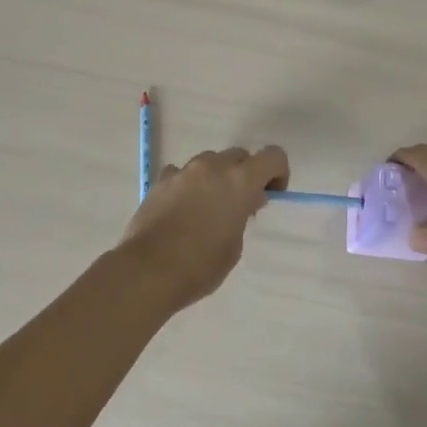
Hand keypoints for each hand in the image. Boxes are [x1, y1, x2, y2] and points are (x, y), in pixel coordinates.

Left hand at [117, 146, 289, 309]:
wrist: (148, 270)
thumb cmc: (200, 265)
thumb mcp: (234, 245)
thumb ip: (242, 215)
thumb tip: (242, 203)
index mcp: (239, 181)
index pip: (272, 156)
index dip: (278, 172)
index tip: (271, 194)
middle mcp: (212, 167)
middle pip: (239, 155)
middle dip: (245, 174)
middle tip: (240, 204)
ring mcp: (183, 171)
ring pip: (209, 161)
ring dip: (216, 177)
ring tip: (207, 207)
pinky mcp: (160, 181)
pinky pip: (181, 173)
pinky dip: (188, 184)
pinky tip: (182, 208)